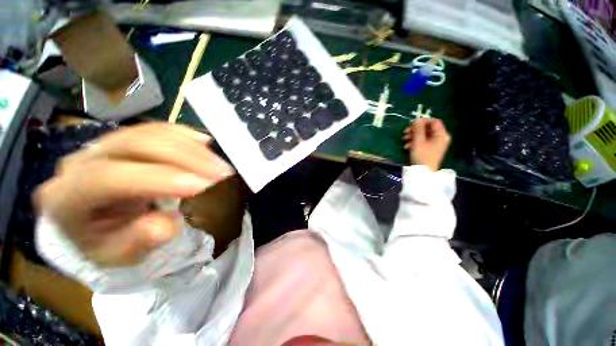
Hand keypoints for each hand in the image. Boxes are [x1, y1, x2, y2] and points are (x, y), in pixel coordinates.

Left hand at [34, 123, 234, 266]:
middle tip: (222, 173)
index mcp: (67, 196)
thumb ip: (138, 242)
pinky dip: (186, 136)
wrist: (91, 221)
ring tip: (220, 164)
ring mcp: (105, 143)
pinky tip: (206, 146)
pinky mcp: (126, 137)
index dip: (158, 179)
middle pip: (137, 145)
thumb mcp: (118, 255)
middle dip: (186, 158)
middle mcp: (82, 160)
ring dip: (193, 148)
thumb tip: (165, 225)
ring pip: (152, 132)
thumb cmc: (103, 242)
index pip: (109, 178)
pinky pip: (158, 129)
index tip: (203, 185)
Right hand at [403, 118, 450, 170]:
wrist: (423, 173)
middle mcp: (440, 138)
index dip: (422, 121)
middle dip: (415, 130)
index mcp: (441, 135)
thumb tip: (416, 119)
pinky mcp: (429, 149)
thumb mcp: (418, 141)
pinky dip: (414, 142)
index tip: (411, 125)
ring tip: (404, 140)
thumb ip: (418, 129)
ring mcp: (435, 144)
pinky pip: (422, 141)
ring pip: (423, 135)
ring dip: (412, 136)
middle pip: (427, 128)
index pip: (434, 121)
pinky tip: (406, 147)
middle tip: (405, 133)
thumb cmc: (422, 156)